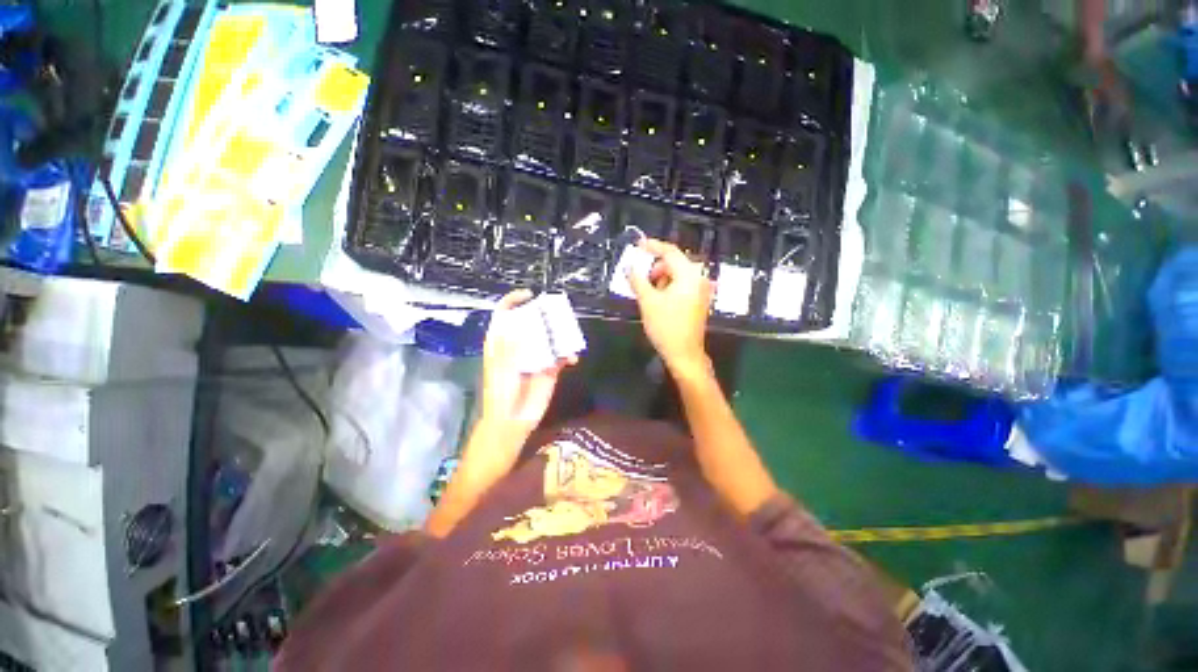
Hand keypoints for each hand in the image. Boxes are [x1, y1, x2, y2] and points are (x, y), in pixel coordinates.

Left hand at [480, 290, 576, 443]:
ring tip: (568, 334)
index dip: (514, 301)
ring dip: (560, 334)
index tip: (530, 295)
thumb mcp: (501, 369)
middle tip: (556, 314)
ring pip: (550, 337)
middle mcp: (520, 345)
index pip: (505, 314)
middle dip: (544, 315)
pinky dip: (569, 354)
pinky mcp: (551, 368)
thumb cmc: (501, 394)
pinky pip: (562, 355)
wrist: (513, 421)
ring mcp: (537, 356)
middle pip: (532, 322)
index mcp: (503, 342)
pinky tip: (572, 359)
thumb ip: (510, 348)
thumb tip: (521, 327)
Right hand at [627, 238, 714, 375]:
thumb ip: (637, 280)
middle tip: (640, 277)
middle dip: (655, 267)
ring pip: (677, 274)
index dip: (652, 246)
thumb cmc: (666, 327)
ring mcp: (701, 290)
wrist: (684, 354)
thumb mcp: (647, 301)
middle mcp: (699, 278)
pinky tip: (658, 298)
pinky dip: (669, 286)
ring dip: (661, 278)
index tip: (638, 244)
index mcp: (689, 275)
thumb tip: (629, 266)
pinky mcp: (699, 300)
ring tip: (648, 292)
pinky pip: (682, 285)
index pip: (670, 252)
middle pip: (674, 263)